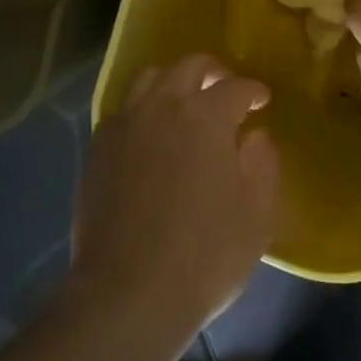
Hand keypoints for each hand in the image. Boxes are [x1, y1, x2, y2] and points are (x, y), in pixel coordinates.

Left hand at [68, 54, 279, 347]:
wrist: (128, 293)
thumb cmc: (205, 255)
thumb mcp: (256, 214)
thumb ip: (263, 164)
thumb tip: (256, 136)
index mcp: (205, 117)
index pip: (235, 87)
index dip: (254, 90)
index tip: (262, 101)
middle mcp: (162, 106)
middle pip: (189, 67)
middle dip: (214, 72)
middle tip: (227, 90)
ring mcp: (124, 125)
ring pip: (149, 78)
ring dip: (174, 81)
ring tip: (186, 103)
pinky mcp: (98, 148)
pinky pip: (124, 109)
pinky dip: (144, 107)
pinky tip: (152, 133)